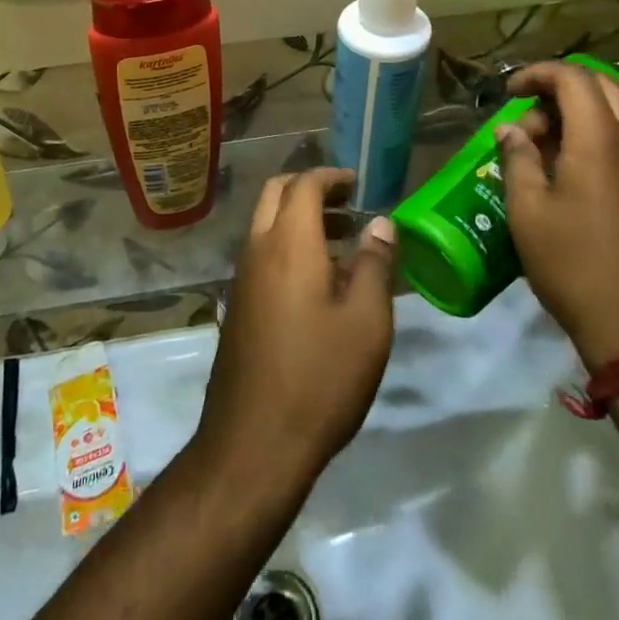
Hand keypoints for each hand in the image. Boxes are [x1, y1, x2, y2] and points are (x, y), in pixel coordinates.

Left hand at [194, 169, 395, 499]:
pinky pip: (261, 253)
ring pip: (265, 224)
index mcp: (288, 243)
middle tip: (349, 205)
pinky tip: (318, 281)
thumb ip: (376, 265)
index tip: (359, 185)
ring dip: (298, 218)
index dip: (332, 177)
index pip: (304, 184)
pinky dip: (287, 245)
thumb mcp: (366, 322)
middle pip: (276, 194)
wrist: (254, 442)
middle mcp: (257, 249)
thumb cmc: (320, 377)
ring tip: (342, 242)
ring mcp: (241, 278)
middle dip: (310, 189)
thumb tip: (381, 223)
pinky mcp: (237, 305)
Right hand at [494, 64, 618, 370]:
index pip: (573, 77)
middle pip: (600, 88)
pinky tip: (569, 173)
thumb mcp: (528, 209)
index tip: (509, 92)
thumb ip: (518, 158)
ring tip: (543, 149)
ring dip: (578, 116)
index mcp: (600, 139)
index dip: (537, 73)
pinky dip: (595, 140)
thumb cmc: (573, 263)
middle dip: (558, 91)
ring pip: (616, 115)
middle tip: (527, 120)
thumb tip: (511, 128)